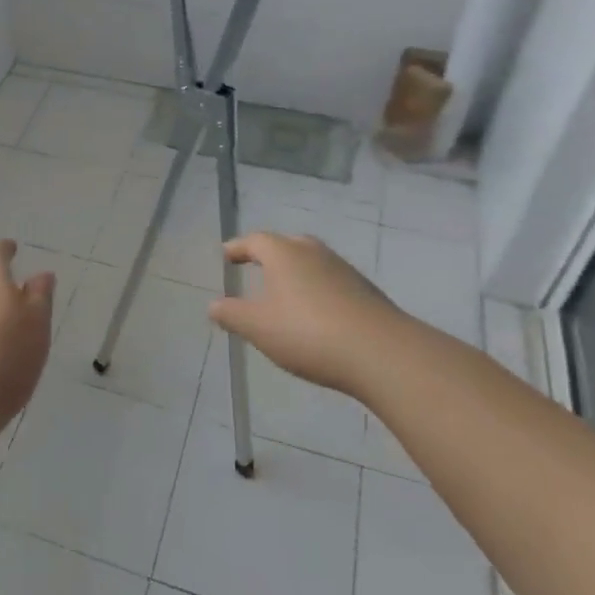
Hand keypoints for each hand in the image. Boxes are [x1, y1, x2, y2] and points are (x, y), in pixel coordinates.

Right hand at [208, 232, 404, 398]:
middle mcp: (314, 253)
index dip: (238, 248)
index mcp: (284, 253)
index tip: (226, 255)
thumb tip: (213, 306)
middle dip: (269, 254)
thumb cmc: (307, 333)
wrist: (381, 353)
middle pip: (287, 244)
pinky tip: (315, 313)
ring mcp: (344, 270)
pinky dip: (317, 290)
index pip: (254, 241)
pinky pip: (331, 282)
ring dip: (296, 272)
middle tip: (256, 267)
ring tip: (284, 293)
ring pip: (312, 262)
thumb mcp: (258, 327)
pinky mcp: (366, 292)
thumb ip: (231, 314)